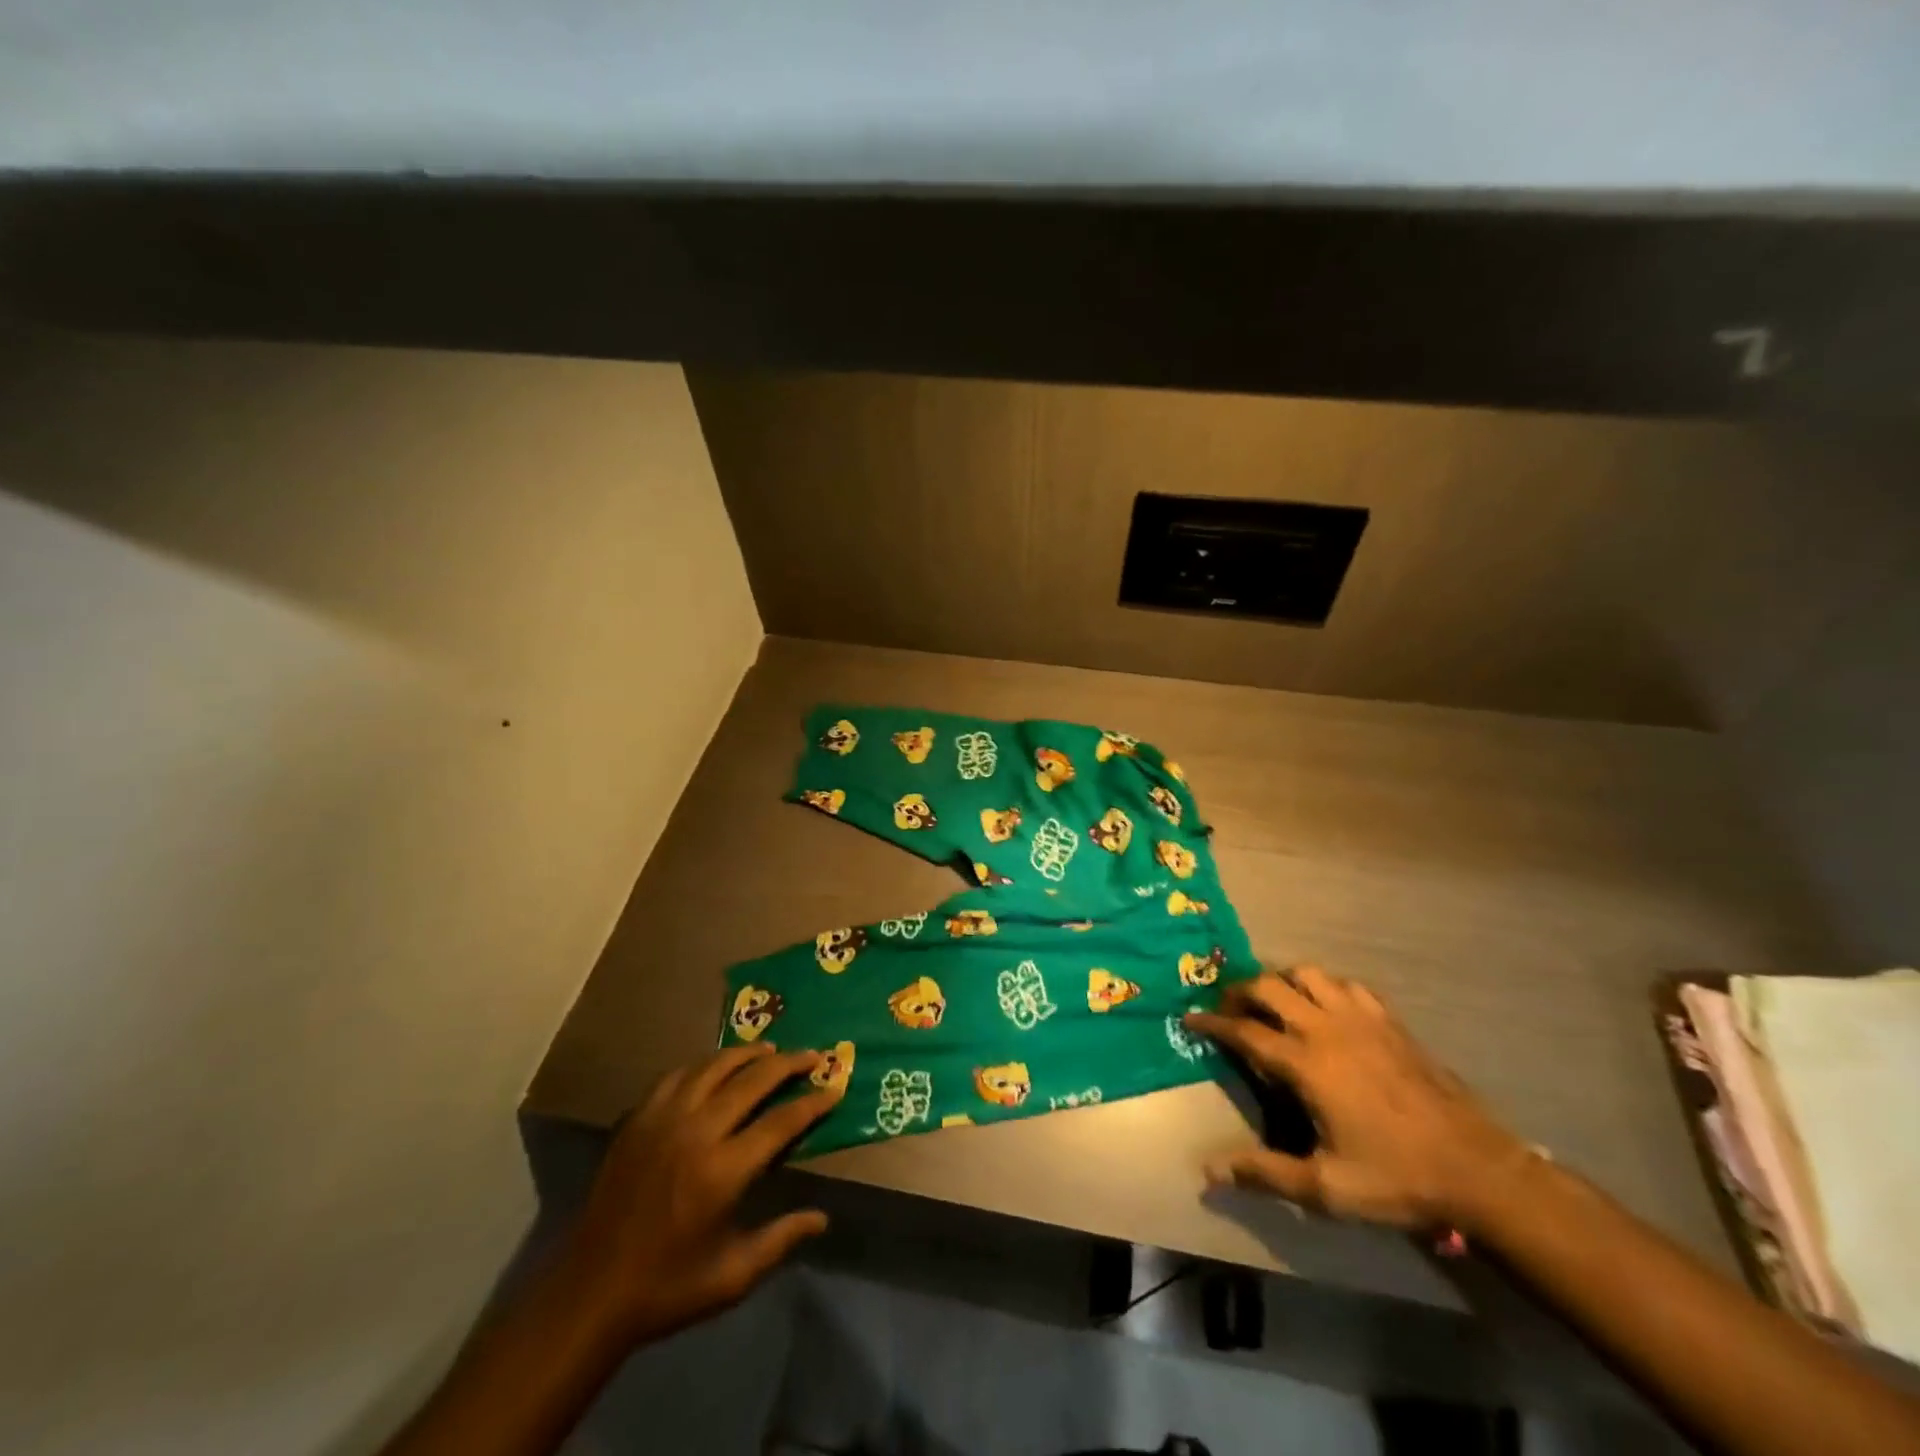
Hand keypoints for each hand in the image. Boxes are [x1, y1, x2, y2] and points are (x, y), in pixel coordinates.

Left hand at [557, 1043, 841, 1345]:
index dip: (813, 1102)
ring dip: (747, 1054)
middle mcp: (696, 1132)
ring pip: (714, 1066)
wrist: (590, 1293)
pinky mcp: (638, 1120)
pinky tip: (716, 1066)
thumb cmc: (667, 1288)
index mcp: (723, 1171)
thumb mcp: (732, 1276)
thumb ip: (781, 1240)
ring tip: (770, 1050)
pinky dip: (705, 1064)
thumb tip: (823, 1218)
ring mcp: (663, 1120)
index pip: (781, 1121)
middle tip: (813, 1055)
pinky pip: (678, 1075)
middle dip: (789, 1064)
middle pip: (752, 1080)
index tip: (835, 1087)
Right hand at [1187, 967, 1528, 1231]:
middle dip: (1240, 990)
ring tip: (1273, 1001)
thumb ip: (1265, 1172)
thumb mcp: (1327, 1187)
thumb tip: (1207, 1170)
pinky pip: (1347, 984)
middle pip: (1269, 986)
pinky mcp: (1390, 1021)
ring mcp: (1361, 1019)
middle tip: (1228, 1008)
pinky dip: (1325, 986)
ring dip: (1281, 979)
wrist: (1478, 1170)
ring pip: (1308, 973)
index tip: (1189, 1019)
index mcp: (1306, 1063)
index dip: (1211, 1022)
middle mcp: (1327, 1028)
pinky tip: (1326, 1008)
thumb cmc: (1396, 1178)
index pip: (1244, 1029)